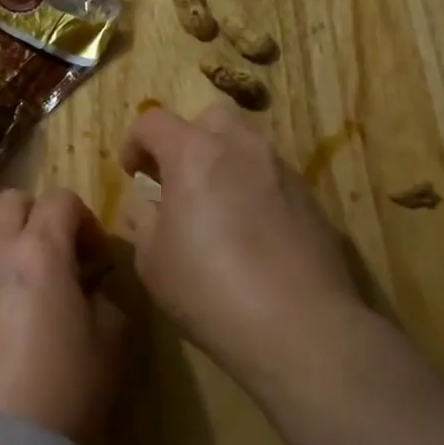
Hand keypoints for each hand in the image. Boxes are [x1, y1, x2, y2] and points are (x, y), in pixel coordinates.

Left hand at [0, 187, 124, 444]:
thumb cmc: (60, 390)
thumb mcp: (108, 345)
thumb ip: (105, 301)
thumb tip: (89, 290)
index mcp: (38, 251)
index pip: (60, 198)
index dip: (85, 219)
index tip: (97, 257)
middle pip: (12, 201)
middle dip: (41, 216)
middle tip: (62, 257)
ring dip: (14, 247)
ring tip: (35, 295)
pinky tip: (9, 324)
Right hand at [119, 103, 379, 387]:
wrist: (301, 328)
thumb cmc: (210, 289)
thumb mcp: (153, 261)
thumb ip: (144, 221)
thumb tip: (149, 206)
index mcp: (195, 154)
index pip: (154, 121)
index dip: (135, 141)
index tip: (131, 172)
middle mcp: (242, 149)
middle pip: (211, 116)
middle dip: (188, 138)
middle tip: (177, 178)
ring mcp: (283, 172)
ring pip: (248, 145)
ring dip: (224, 162)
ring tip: (215, 207)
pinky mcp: (312, 201)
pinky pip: (273, 178)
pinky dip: (254, 190)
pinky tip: (251, 235)